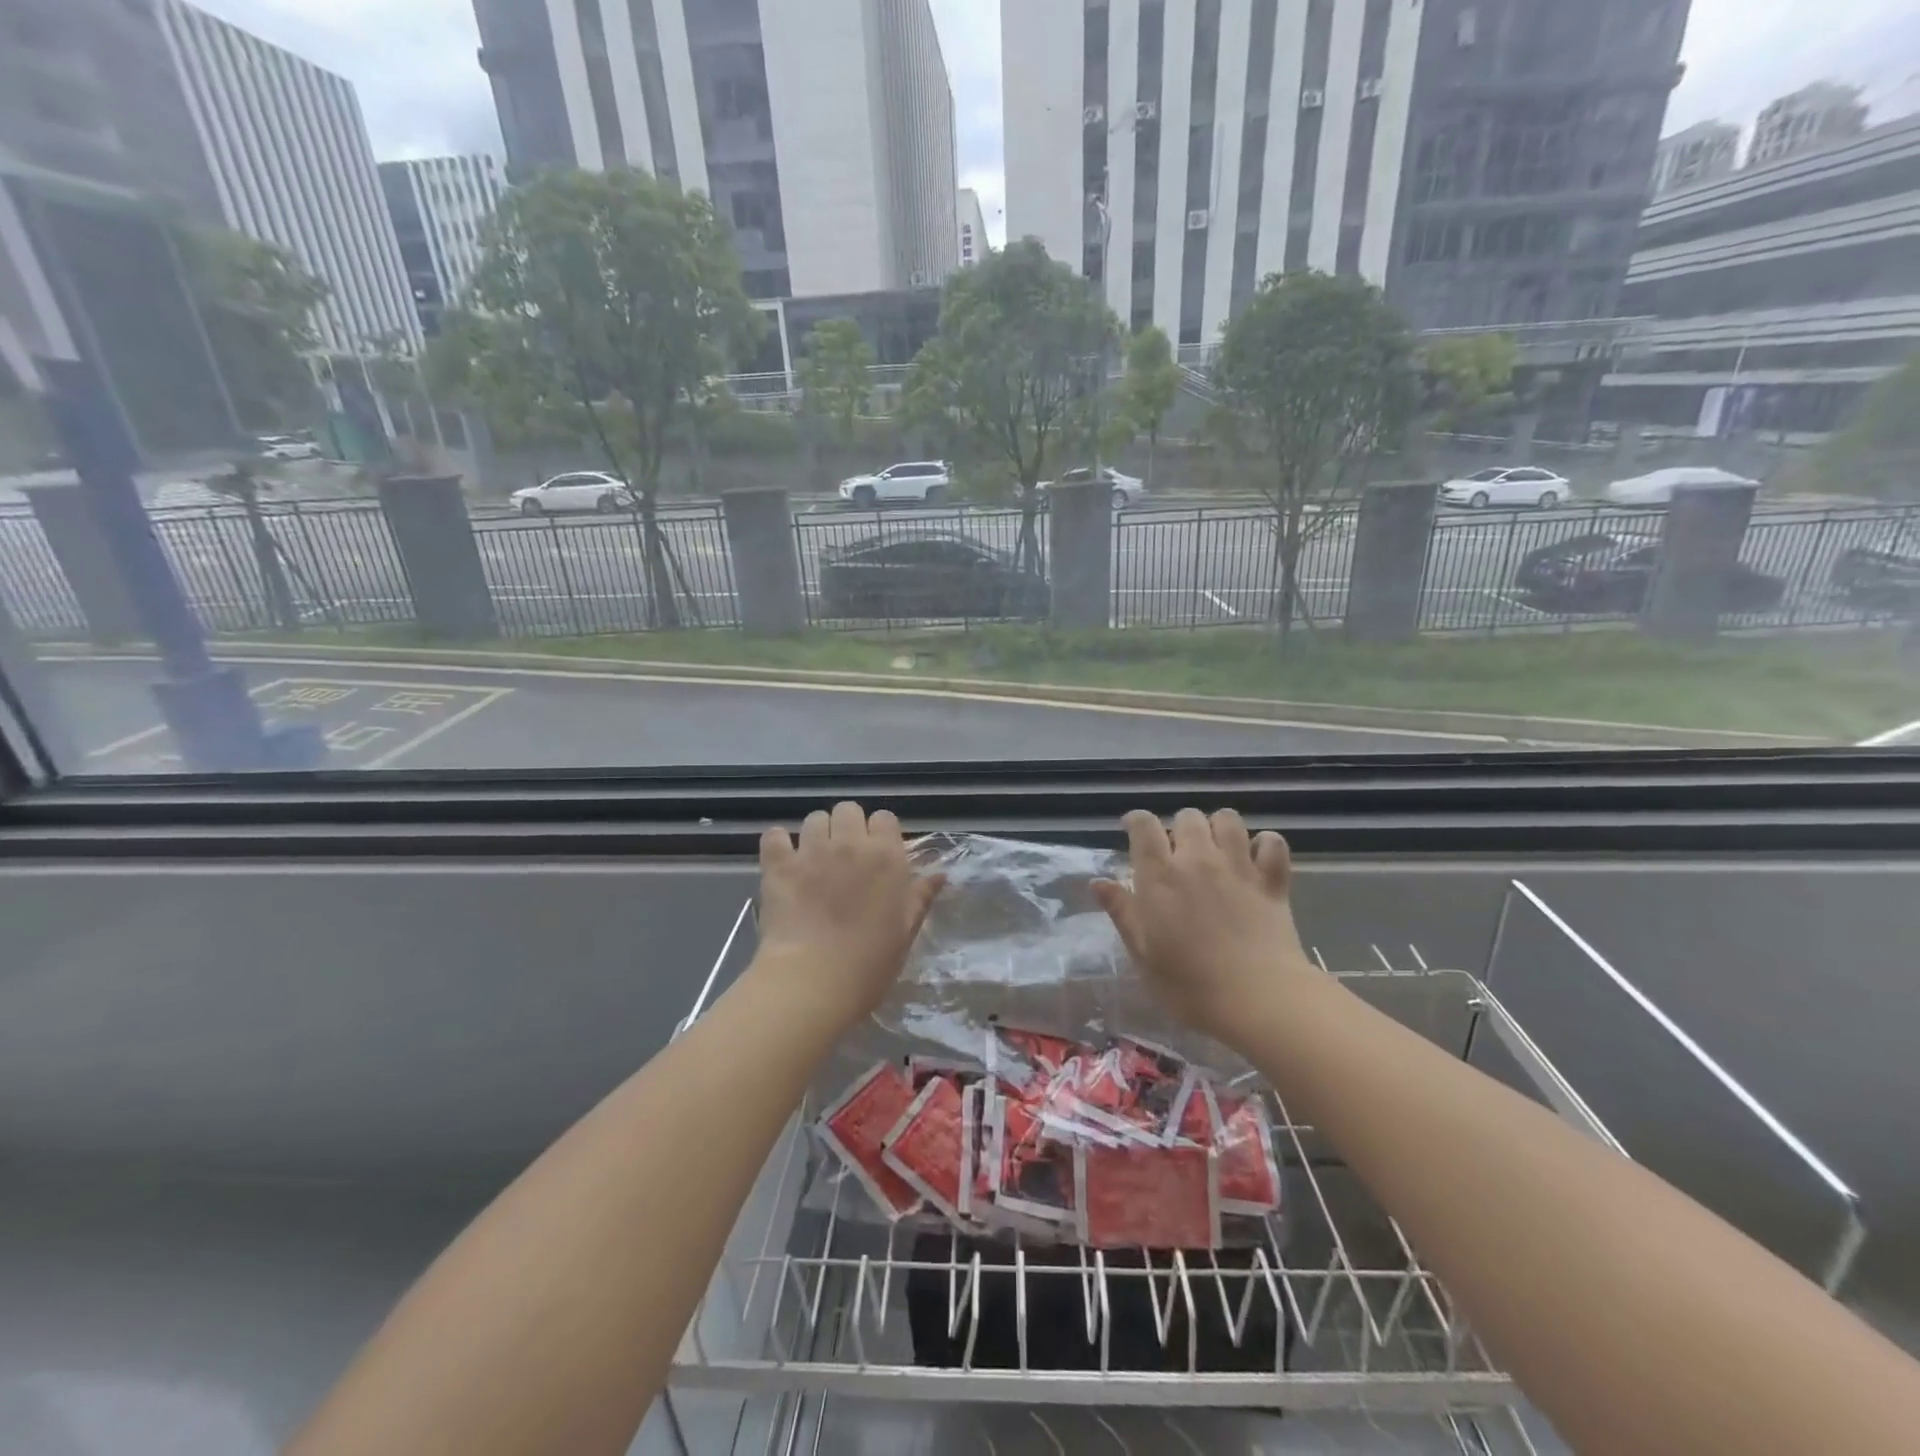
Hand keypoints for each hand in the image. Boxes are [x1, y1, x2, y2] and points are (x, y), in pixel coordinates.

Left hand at [754, 802, 944, 1030]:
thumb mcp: (905, 932)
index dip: (880, 834)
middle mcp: (850, 843)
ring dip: (817, 834)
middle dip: (848, 827)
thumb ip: (921, 897)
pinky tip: (782, 861)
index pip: (885, 818)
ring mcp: (811, 851)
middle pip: (848, 810)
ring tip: (815, 860)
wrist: (813, 981)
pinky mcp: (779, 865)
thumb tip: (939, 874)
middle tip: (845, 857)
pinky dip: (778, 844)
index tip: (877, 857)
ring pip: (814, 819)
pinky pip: (774, 836)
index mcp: (886, 856)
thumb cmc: (870, 963)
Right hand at [1093, 808, 1317, 1050]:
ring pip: (1228, 819)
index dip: (1136, 821)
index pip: (1144, 825)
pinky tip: (1257, 860)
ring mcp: (1239, 866)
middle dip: (1179, 827)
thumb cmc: (1189, 986)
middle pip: (1187, 816)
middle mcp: (1198, 859)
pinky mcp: (1272, 881)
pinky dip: (1265, 845)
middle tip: (1177, 852)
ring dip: (1218, 828)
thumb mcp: (1143, 954)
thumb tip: (1098, 882)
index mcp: (1160, 875)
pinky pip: (1272, 842)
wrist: (1259, 1000)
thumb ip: (1122, 913)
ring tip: (1216, 849)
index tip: (1132, 830)